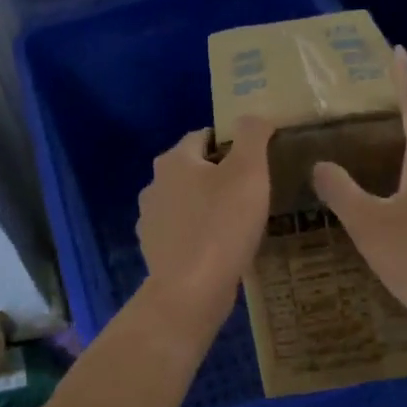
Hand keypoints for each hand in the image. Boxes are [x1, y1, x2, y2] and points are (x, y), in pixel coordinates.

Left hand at [136, 117, 274, 325]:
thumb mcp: (249, 171)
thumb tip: (254, 116)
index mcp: (174, 160)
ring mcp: (150, 220)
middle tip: (253, 192)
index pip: (203, 136)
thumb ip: (253, 135)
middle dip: (219, 176)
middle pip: (193, 169)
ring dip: (207, 206)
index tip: (256, 160)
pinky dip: (198, 234)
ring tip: (238, 222)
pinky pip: (182, 232)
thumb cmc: (223, 224)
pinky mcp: (155, 251)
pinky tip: (220, 248)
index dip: (231, 143)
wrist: (191, 290)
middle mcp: (154, 184)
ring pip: (185, 202)